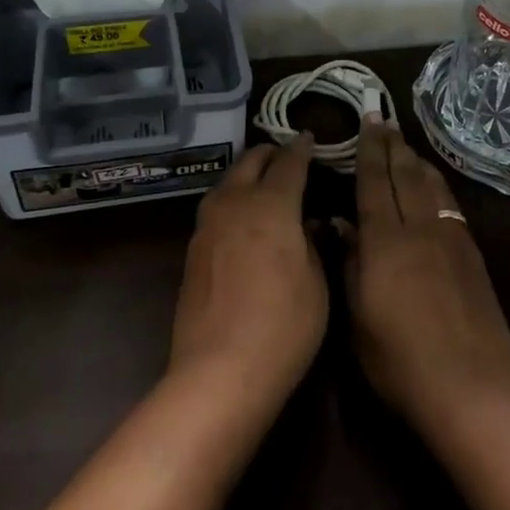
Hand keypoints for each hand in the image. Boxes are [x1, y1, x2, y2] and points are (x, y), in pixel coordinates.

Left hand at [168, 136, 327, 410]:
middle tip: (287, 155)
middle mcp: (235, 203)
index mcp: (271, 205)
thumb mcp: (316, 284)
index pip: (289, 163)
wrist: (219, 371)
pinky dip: (233, 198)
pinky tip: (242, 216)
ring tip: (263, 181)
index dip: (301, 148)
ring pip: (228, 181)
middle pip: (251, 162)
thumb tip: (306, 221)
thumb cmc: (283, 327)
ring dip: (247, 173)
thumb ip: (311, 243)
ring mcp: (208, 224)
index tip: (309, 138)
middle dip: (270, 153)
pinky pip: (217, 206)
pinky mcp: (193, 248)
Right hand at [341, 121, 509, 440]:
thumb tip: (339, 224)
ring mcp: (450, 238)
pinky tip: (433, 184)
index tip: (366, 119)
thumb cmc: (402, 363)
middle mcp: (419, 227)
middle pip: (404, 174)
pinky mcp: (472, 255)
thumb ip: (349, 264)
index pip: (374, 181)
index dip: (368, 148)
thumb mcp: (358, 319)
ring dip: (415, 160)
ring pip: (431, 184)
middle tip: (382, 119)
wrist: (474, 392)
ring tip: (404, 145)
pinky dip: (437, 183)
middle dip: (391, 144)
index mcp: (385, 241)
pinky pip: (449, 203)